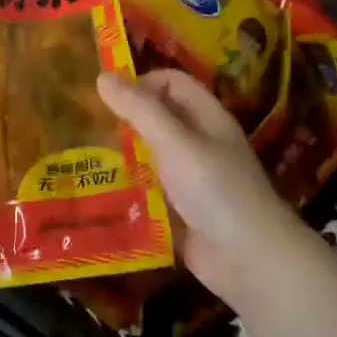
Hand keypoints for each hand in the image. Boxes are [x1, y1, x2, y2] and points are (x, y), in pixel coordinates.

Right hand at [97, 69, 311, 311]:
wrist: (250, 260)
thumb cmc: (216, 190)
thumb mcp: (175, 143)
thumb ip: (140, 110)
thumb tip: (102, 76)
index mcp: (207, 117)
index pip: (172, 83)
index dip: (142, 83)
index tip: (108, 99)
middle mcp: (200, 143)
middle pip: (159, 118)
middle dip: (126, 120)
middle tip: (88, 129)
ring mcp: (191, 179)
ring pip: (151, 156)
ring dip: (123, 157)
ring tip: (87, 160)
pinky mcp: (181, 211)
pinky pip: (150, 192)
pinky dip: (129, 191)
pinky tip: (101, 195)